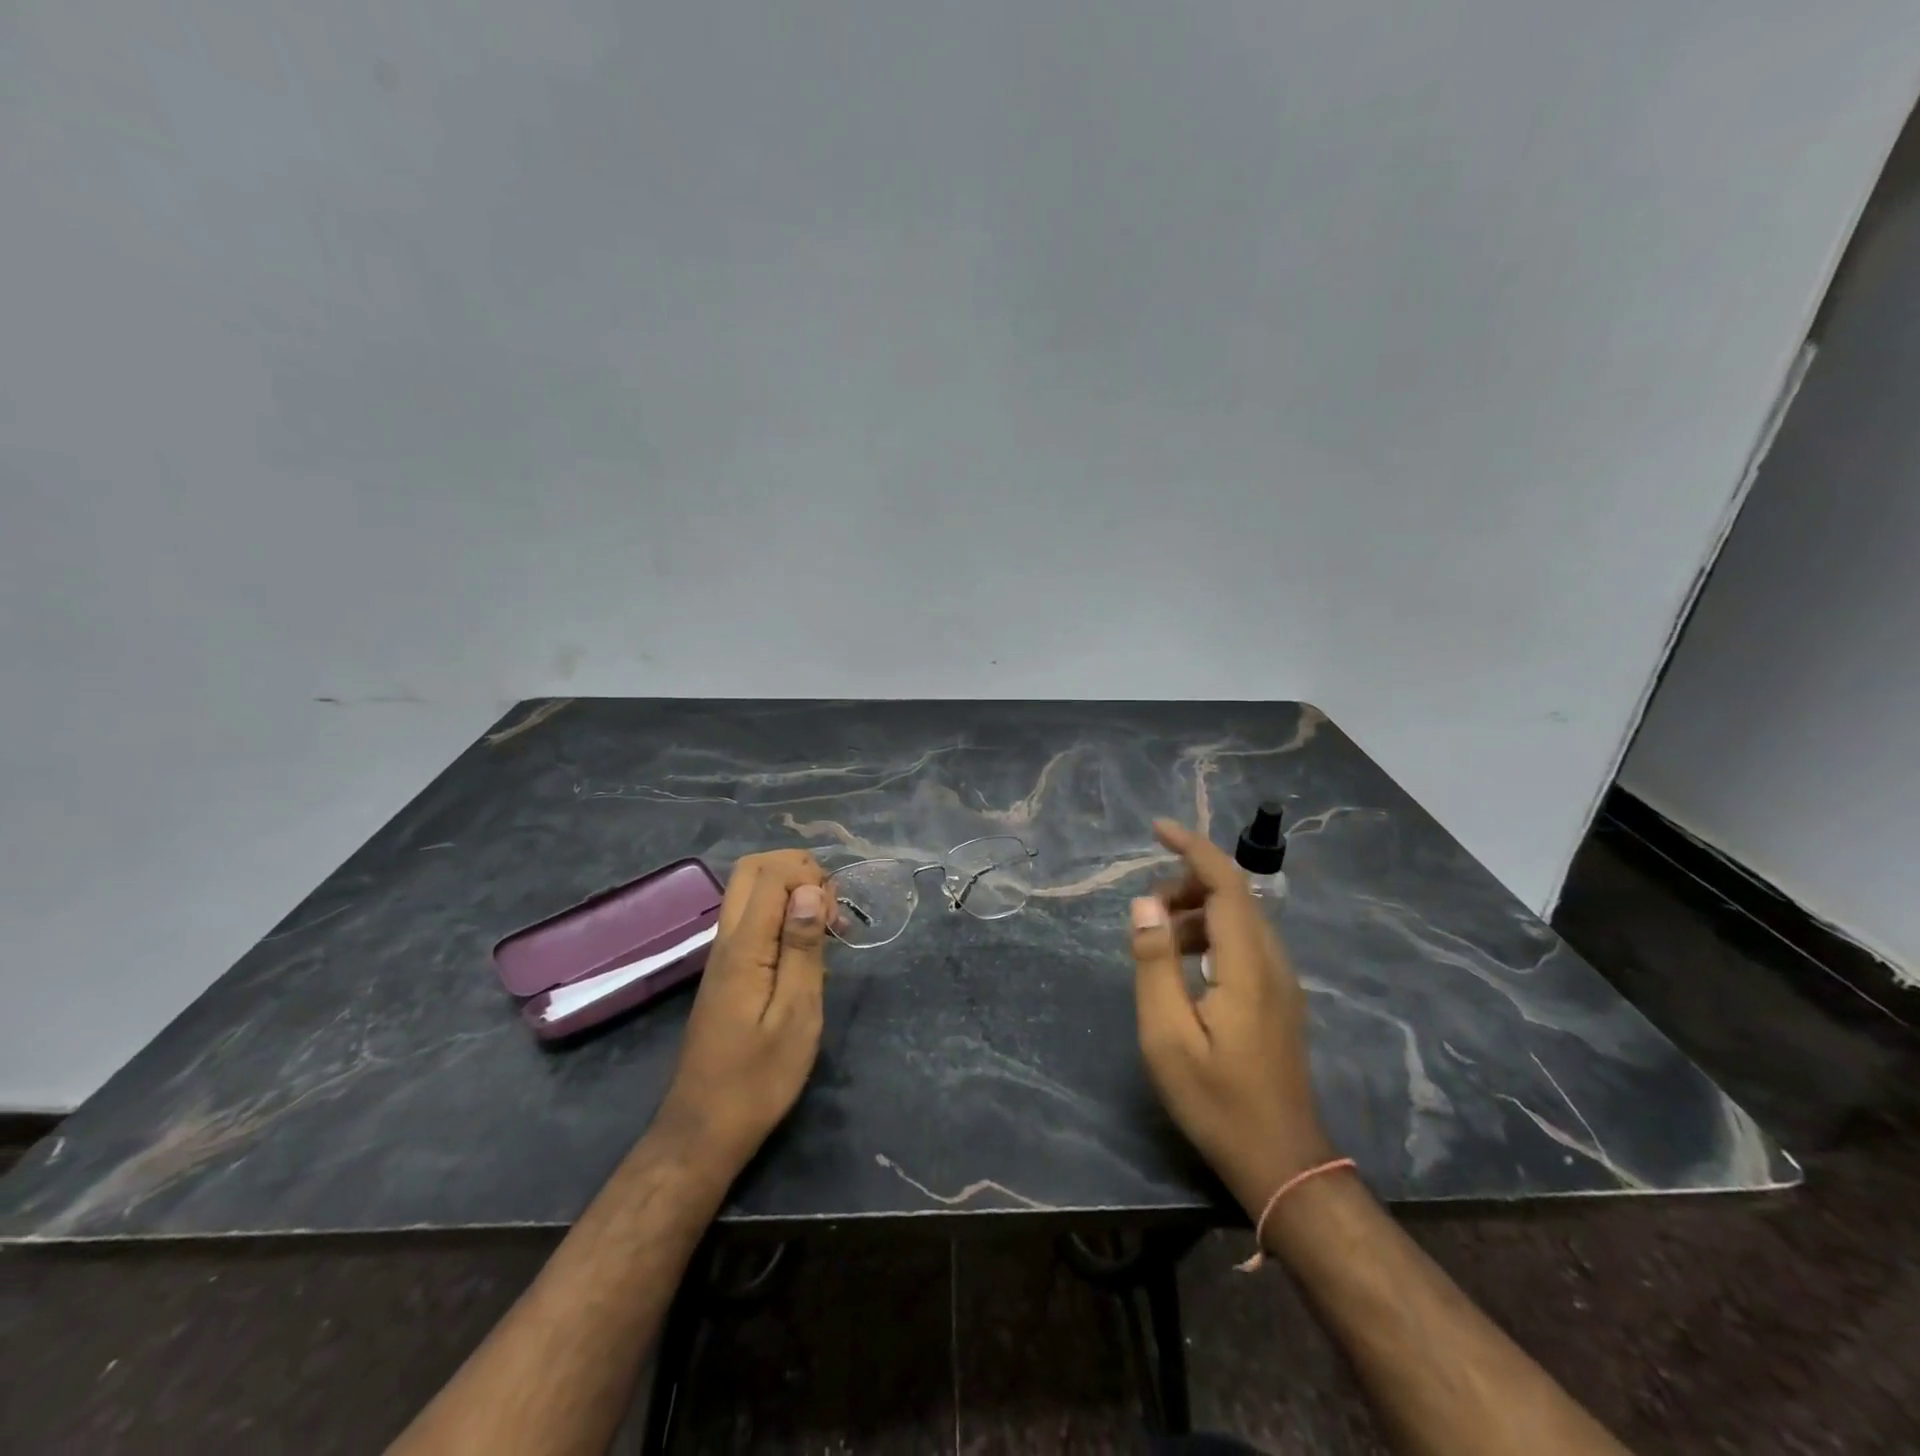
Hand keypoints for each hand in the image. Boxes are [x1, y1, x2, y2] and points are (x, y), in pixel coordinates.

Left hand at [655, 850, 830, 1172]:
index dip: (810, 876)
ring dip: (791, 892)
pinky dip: (782, 915)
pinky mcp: (726, 972)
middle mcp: (727, 940)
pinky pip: (752, 919)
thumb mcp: (797, 1015)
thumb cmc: (759, 1078)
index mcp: (744, 947)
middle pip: (752, 870)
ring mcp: (722, 955)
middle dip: (798, 870)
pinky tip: (807, 952)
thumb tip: (810, 890)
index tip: (836, 916)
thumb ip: (802, 948)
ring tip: (827, 929)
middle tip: (831, 907)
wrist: (704, 1129)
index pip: (771, 874)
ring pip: (750, 892)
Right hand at [1129, 819, 1333, 1218]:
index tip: (1156, 829)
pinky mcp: (1280, 998)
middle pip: (1235, 894)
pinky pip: (1245, 943)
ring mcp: (1282, 980)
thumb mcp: (1167, 1036)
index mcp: (1247, 966)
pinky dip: (1211, 934)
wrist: (1282, 1162)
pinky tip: (1185, 967)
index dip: (1193, 847)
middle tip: (1144, 913)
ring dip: (1197, 911)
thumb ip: (1154, 964)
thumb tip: (1144, 904)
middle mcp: (1272, 962)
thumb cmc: (1217, 1101)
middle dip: (1186, 883)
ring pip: (1241, 918)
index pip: (1227, 883)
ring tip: (1158, 941)